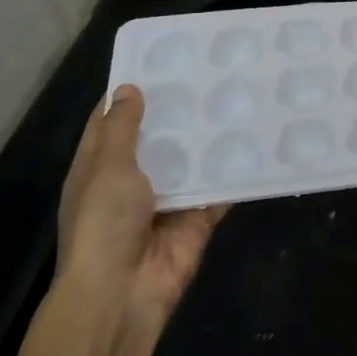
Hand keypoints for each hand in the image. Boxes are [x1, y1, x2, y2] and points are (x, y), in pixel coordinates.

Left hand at [56, 85, 225, 336]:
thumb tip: (129, 88)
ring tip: (238, 96)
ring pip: (190, 160)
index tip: (160, 61)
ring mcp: (166, 201)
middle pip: (157, 138)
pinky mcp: (196, 219)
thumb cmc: (103, 224)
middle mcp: (131, 182)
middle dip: (179, 111)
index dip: (130, 93)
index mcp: (99, 169)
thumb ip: (122, 128)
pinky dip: (234, 171)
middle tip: (211, 72)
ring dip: (208, 137)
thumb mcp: (107, 167)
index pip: (111, 122)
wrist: (123, 294)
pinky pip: (218, 189)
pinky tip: (257, 140)